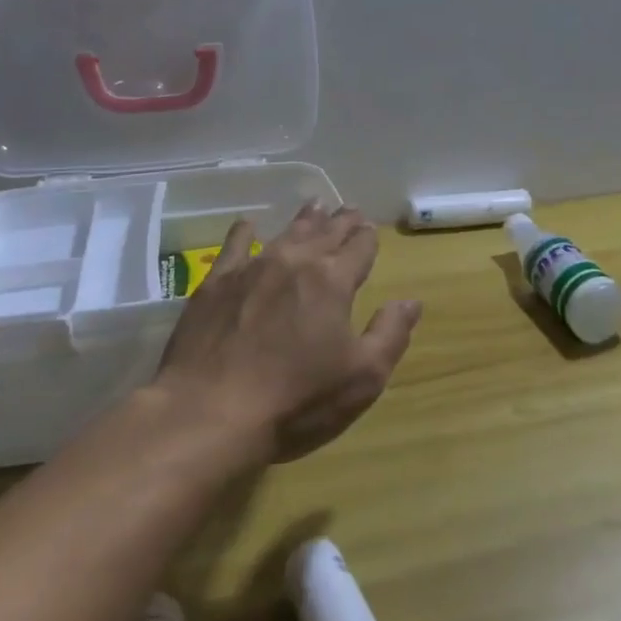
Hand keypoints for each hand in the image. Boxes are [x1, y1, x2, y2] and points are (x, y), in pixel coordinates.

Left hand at [153, 203, 420, 463]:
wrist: (209, 414)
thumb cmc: (296, 401)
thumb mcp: (362, 378)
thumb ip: (390, 334)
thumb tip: (411, 302)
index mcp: (333, 281)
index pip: (359, 247)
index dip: (368, 237)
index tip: (370, 229)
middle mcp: (295, 262)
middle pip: (325, 233)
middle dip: (341, 221)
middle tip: (349, 210)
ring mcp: (252, 269)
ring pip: (286, 233)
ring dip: (304, 220)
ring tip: (314, 206)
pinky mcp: (215, 284)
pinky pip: (235, 245)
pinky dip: (245, 232)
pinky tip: (248, 225)